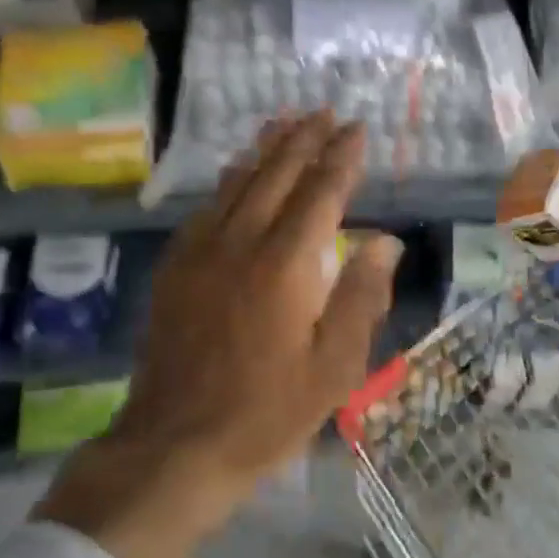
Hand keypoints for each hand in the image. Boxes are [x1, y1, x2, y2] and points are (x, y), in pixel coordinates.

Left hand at [36, 113, 401, 557]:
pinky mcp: (175, 267)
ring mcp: (201, 252)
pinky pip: (207, 207)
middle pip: (276, 174)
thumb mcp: (334, 367)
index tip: (357, 129)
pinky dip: (230, 180)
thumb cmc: (268, 412)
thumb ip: (361, 296)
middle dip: (303, 139)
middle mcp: (241, 243)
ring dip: (264, 149)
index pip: (321, 192)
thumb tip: (384, 240)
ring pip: (237, 182)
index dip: (341, 158)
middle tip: (324, 112)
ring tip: (284, 122)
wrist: (175, 445)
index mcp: (286, 265)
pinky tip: (238, 173)